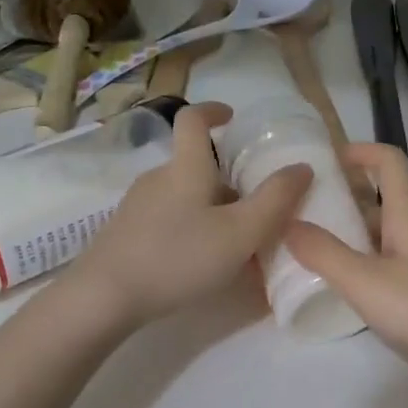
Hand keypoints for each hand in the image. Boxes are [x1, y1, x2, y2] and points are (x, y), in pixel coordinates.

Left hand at [71, 103, 312, 326]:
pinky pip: (169, 221)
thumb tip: (302, 167)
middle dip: (228, 181)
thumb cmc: (178, 257)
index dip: (213, 110)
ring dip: (212, 211)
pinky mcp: (126, 234)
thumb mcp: (239, 233)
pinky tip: (202, 265)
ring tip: (235, 245)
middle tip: (256, 209)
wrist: (105, 297)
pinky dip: (192, 231)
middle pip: (196, 167)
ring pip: (184, 197)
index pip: (193, 120)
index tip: (232, 117)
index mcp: (185, 169)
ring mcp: (137, 207)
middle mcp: (158, 179)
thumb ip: (275, 201)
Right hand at [285, 143, 407, 371]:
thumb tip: (287, 223)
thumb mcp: (366, 283)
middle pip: (382, 198)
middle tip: (299, 210)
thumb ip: (324, 254)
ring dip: (351, 233)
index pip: (388, 161)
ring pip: (385, 234)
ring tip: (310, 248)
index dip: (357, 150)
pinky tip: (345, 287)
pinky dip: (365, 264)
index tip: (322, 159)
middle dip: (343, 197)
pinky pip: (392, 263)